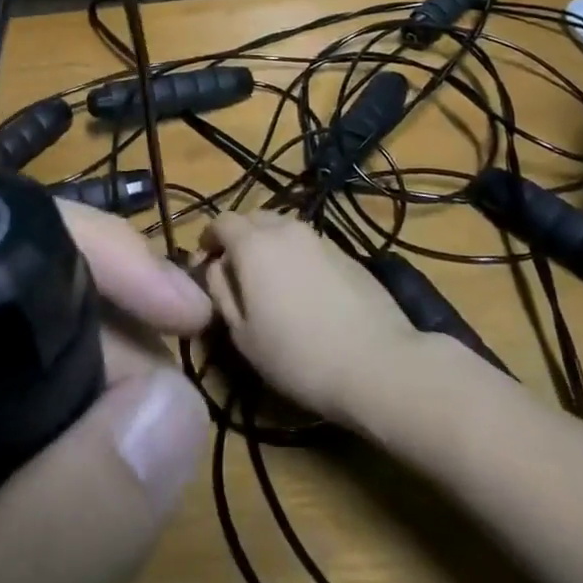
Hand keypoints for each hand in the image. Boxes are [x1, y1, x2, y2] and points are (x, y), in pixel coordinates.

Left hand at [0, 201, 213, 582]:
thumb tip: (179, 399)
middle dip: (111, 333)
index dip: (80, 251)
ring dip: (112, 385)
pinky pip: (40, 393)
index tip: (179, 311)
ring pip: (40, 337)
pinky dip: (94, 426)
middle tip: (167, 417)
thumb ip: (50, 542)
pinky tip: (102, 496)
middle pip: (16, 286)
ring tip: (131, 482)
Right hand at [202, 211, 421, 426]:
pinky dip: (296, 258)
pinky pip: (308, 245)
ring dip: (269, 246)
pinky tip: (304, 291)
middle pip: (253, 219)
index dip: (208, 238)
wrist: (378, 363)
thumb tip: (216, 266)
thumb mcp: (242, 334)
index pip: (221, 221)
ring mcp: (320, 238)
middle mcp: (285, 229)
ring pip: (283, 230)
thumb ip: (220, 290)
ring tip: (271, 282)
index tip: (205, 262)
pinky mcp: (347, 253)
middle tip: (236, 273)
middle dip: (238, 238)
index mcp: (253, 243)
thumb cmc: (298, 355)